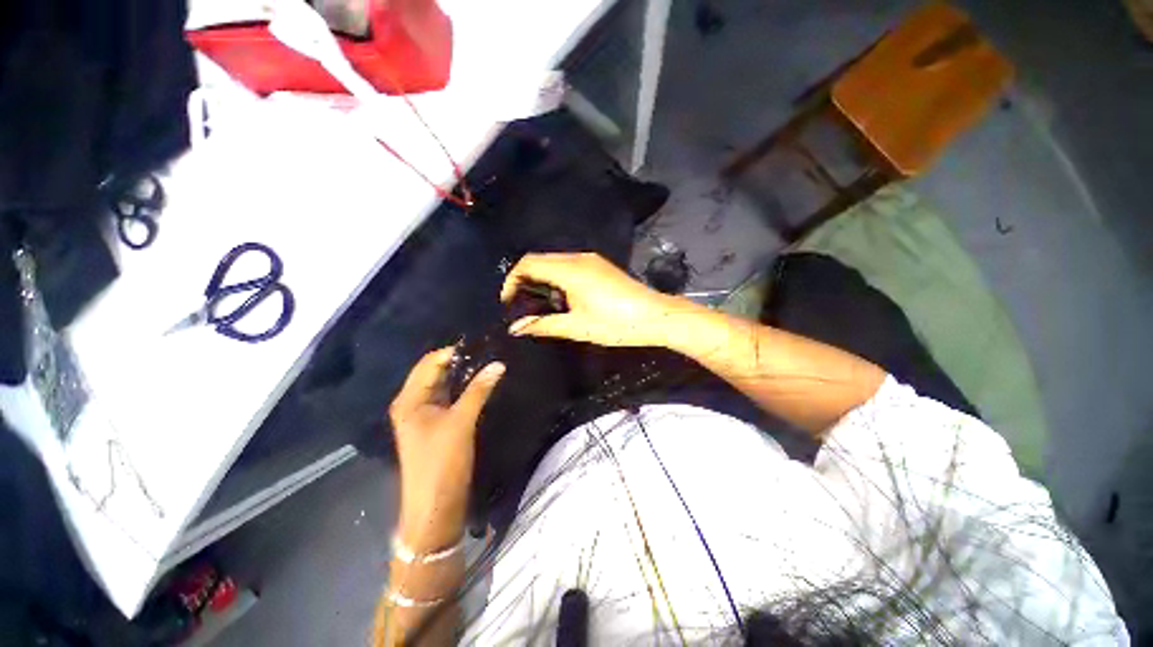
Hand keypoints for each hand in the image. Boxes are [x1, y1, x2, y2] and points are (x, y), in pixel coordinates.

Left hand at [388, 348, 504, 551]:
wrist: (436, 509)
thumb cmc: (441, 463)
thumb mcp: (461, 423)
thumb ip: (479, 390)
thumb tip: (498, 364)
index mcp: (410, 399)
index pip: (430, 363)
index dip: (453, 352)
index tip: (481, 345)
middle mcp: (413, 403)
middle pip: (436, 373)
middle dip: (460, 362)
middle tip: (488, 352)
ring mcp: (425, 416)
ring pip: (445, 386)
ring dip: (464, 376)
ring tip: (489, 363)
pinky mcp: (437, 426)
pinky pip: (450, 400)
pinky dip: (464, 391)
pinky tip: (482, 384)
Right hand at [502, 252, 687, 347]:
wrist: (655, 316)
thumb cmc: (615, 323)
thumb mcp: (577, 327)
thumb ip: (543, 324)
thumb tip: (515, 327)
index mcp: (569, 270)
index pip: (528, 264)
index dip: (512, 281)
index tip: (508, 303)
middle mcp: (577, 258)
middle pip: (539, 260)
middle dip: (525, 280)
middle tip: (522, 306)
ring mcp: (591, 260)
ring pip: (554, 262)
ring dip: (542, 280)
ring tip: (541, 305)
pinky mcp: (599, 266)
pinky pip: (569, 266)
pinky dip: (557, 278)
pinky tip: (563, 299)